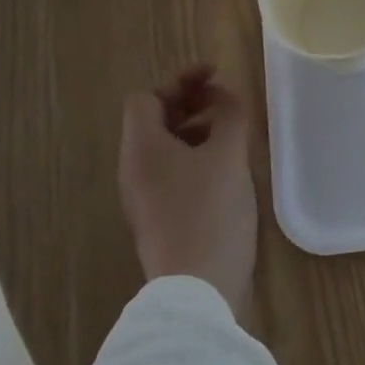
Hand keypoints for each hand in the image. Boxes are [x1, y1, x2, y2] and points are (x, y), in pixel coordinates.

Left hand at [118, 66, 256, 322]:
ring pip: (165, 149)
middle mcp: (134, 171)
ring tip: (231, 133)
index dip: (181, 81)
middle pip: (154, 122)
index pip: (147, 98)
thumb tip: (223, 95)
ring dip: (195, 130)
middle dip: (190, 103)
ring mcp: (145, 198)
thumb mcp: (227, 154)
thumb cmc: (210, 212)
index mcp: (142, 149)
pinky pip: (173, 174)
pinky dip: (196, 158)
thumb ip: (228, 114)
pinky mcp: (161, 220)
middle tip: (225, 101)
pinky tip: (226, 169)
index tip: (216, 75)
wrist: (198, 289)